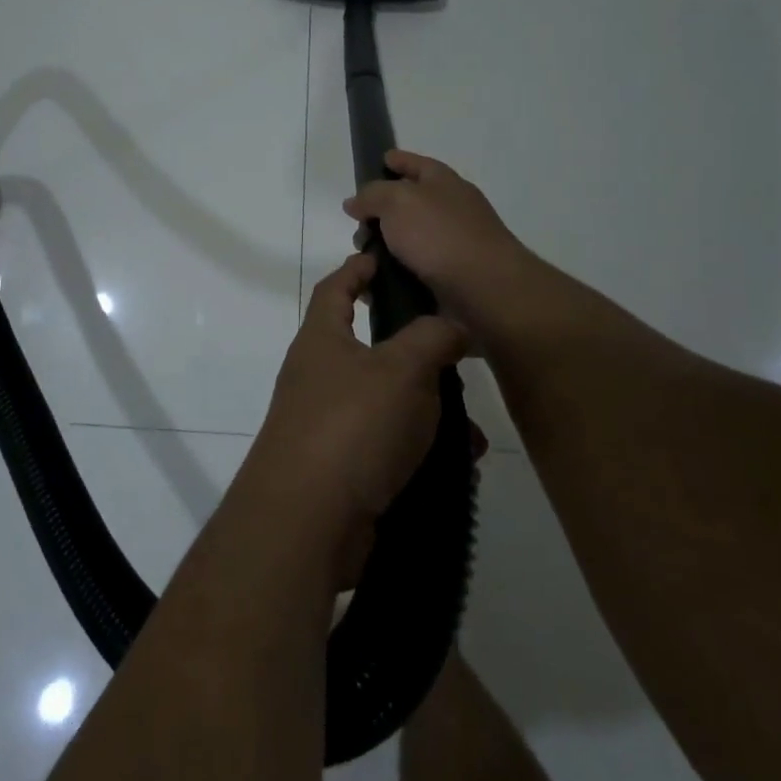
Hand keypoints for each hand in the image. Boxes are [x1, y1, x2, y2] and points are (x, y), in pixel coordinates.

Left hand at [242, 254, 466, 544]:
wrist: (308, 522)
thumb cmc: (352, 426)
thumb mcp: (401, 369)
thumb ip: (431, 337)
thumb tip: (452, 324)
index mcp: (322, 341)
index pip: (335, 288)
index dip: (358, 268)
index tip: (383, 258)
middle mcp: (319, 377)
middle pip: (369, 348)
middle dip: (414, 351)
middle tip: (457, 352)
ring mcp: (328, 424)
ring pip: (388, 402)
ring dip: (429, 409)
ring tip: (472, 426)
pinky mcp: (343, 468)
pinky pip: (390, 445)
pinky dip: (423, 449)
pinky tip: (460, 464)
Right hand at [343, 151, 539, 335]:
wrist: (485, 291)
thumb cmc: (440, 236)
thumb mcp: (398, 201)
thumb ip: (372, 195)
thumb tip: (355, 202)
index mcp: (444, 183)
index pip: (417, 164)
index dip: (398, 160)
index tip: (380, 160)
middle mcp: (451, 211)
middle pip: (408, 206)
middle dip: (379, 215)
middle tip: (358, 228)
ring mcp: (453, 247)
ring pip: (407, 243)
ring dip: (382, 251)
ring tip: (361, 262)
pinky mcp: (449, 280)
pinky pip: (411, 274)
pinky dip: (392, 278)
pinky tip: (374, 286)